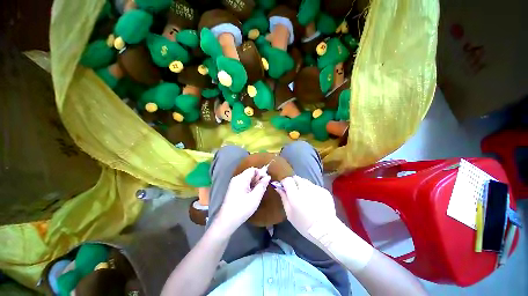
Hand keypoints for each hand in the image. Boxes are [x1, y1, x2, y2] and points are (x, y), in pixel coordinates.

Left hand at [216, 167, 270, 233]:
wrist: (227, 221)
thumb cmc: (242, 208)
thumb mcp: (255, 197)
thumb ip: (262, 185)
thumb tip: (268, 176)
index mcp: (241, 178)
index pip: (253, 169)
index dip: (261, 173)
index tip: (267, 181)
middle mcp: (237, 179)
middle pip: (250, 173)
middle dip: (258, 178)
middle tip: (264, 187)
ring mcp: (234, 184)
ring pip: (247, 179)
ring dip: (254, 183)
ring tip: (259, 192)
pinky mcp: (233, 189)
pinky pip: (244, 184)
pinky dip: (250, 187)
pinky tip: (253, 194)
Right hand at [274, 176, 338, 244]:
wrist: (326, 231)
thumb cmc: (304, 224)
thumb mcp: (289, 214)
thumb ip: (283, 198)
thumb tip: (278, 187)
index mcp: (295, 195)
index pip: (287, 180)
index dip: (284, 182)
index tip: (284, 187)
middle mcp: (305, 189)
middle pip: (296, 178)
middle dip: (293, 182)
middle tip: (294, 191)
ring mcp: (315, 189)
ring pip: (305, 181)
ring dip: (302, 185)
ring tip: (305, 195)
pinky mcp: (324, 191)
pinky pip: (314, 186)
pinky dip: (312, 189)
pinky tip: (314, 199)